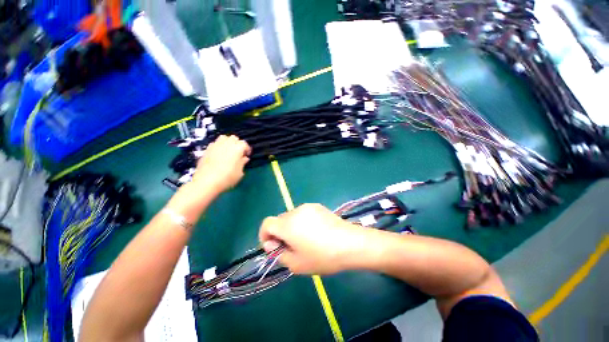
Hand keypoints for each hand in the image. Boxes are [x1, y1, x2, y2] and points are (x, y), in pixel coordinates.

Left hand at [192, 135, 250, 192]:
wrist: (206, 181)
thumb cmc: (227, 178)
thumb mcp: (239, 173)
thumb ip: (242, 163)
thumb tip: (244, 158)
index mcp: (237, 148)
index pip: (244, 144)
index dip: (247, 149)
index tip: (247, 155)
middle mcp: (227, 144)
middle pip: (234, 138)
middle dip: (237, 143)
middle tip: (238, 153)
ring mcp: (215, 145)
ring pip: (224, 138)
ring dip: (228, 142)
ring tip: (229, 151)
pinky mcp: (207, 149)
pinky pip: (215, 143)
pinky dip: (219, 146)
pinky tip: (219, 154)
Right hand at [259, 204, 367, 274]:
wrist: (350, 243)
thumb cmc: (322, 256)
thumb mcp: (297, 264)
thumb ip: (278, 254)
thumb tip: (272, 244)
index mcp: (287, 225)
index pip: (267, 223)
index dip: (265, 235)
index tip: (273, 246)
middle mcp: (295, 211)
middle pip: (280, 220)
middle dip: (280, 233)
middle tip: (291, 247)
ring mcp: (308, 207)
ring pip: (292, 217)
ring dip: (292, 227)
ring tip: (305, 240)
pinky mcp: (318, 206)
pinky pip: (303, 214)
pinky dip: (302, 222)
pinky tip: (315, 232)